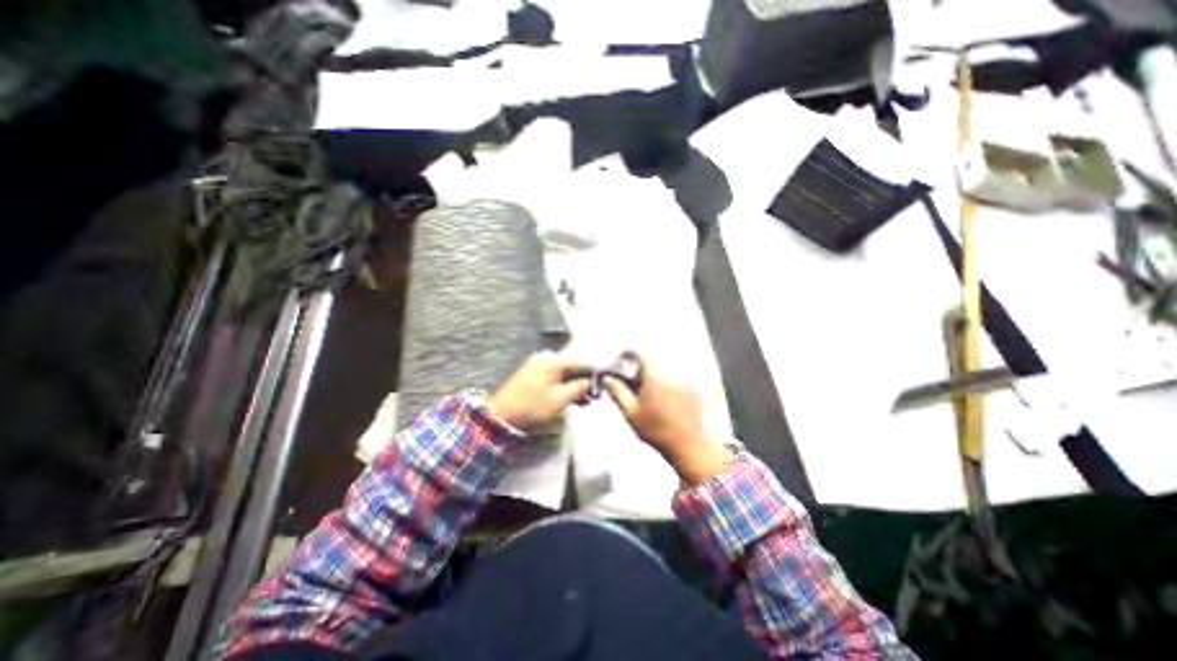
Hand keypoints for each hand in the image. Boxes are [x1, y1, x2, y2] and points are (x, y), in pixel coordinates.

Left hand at [490, 350, 597, 433]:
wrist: (500, 416)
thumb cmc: (532, 407)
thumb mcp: (560, 400)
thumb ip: (579, 388)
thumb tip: (592, 381)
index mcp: (553, 360)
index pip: (581, 361)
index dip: (594, 373)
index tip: (604, 384)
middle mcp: (546, 357)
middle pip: (572, 366)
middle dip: (584, 380)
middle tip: (594, 396)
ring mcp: (537, 364)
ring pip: (563, 372)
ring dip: (574, 384)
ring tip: (585, 400)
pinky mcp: (533, 373)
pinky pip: (554, 376)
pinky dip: (563, 385)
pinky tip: (570, 397)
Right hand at [602, 356, 731, 484]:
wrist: (691, 447)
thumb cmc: (657, 431)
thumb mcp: (631, 412)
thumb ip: (617, 391)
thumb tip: (607, 378)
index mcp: (654, 374)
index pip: (638, 353)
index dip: (626, 356)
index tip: (620, 364)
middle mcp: (672, 371)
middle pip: (651, 361)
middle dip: (640, 369)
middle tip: (634, 386)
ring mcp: (686, 379)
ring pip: (664, 369)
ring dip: (655, 376)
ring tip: (651, 397)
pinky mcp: (695, 388)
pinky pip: (677, 378)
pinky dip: (669, 384)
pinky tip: (667, 402)